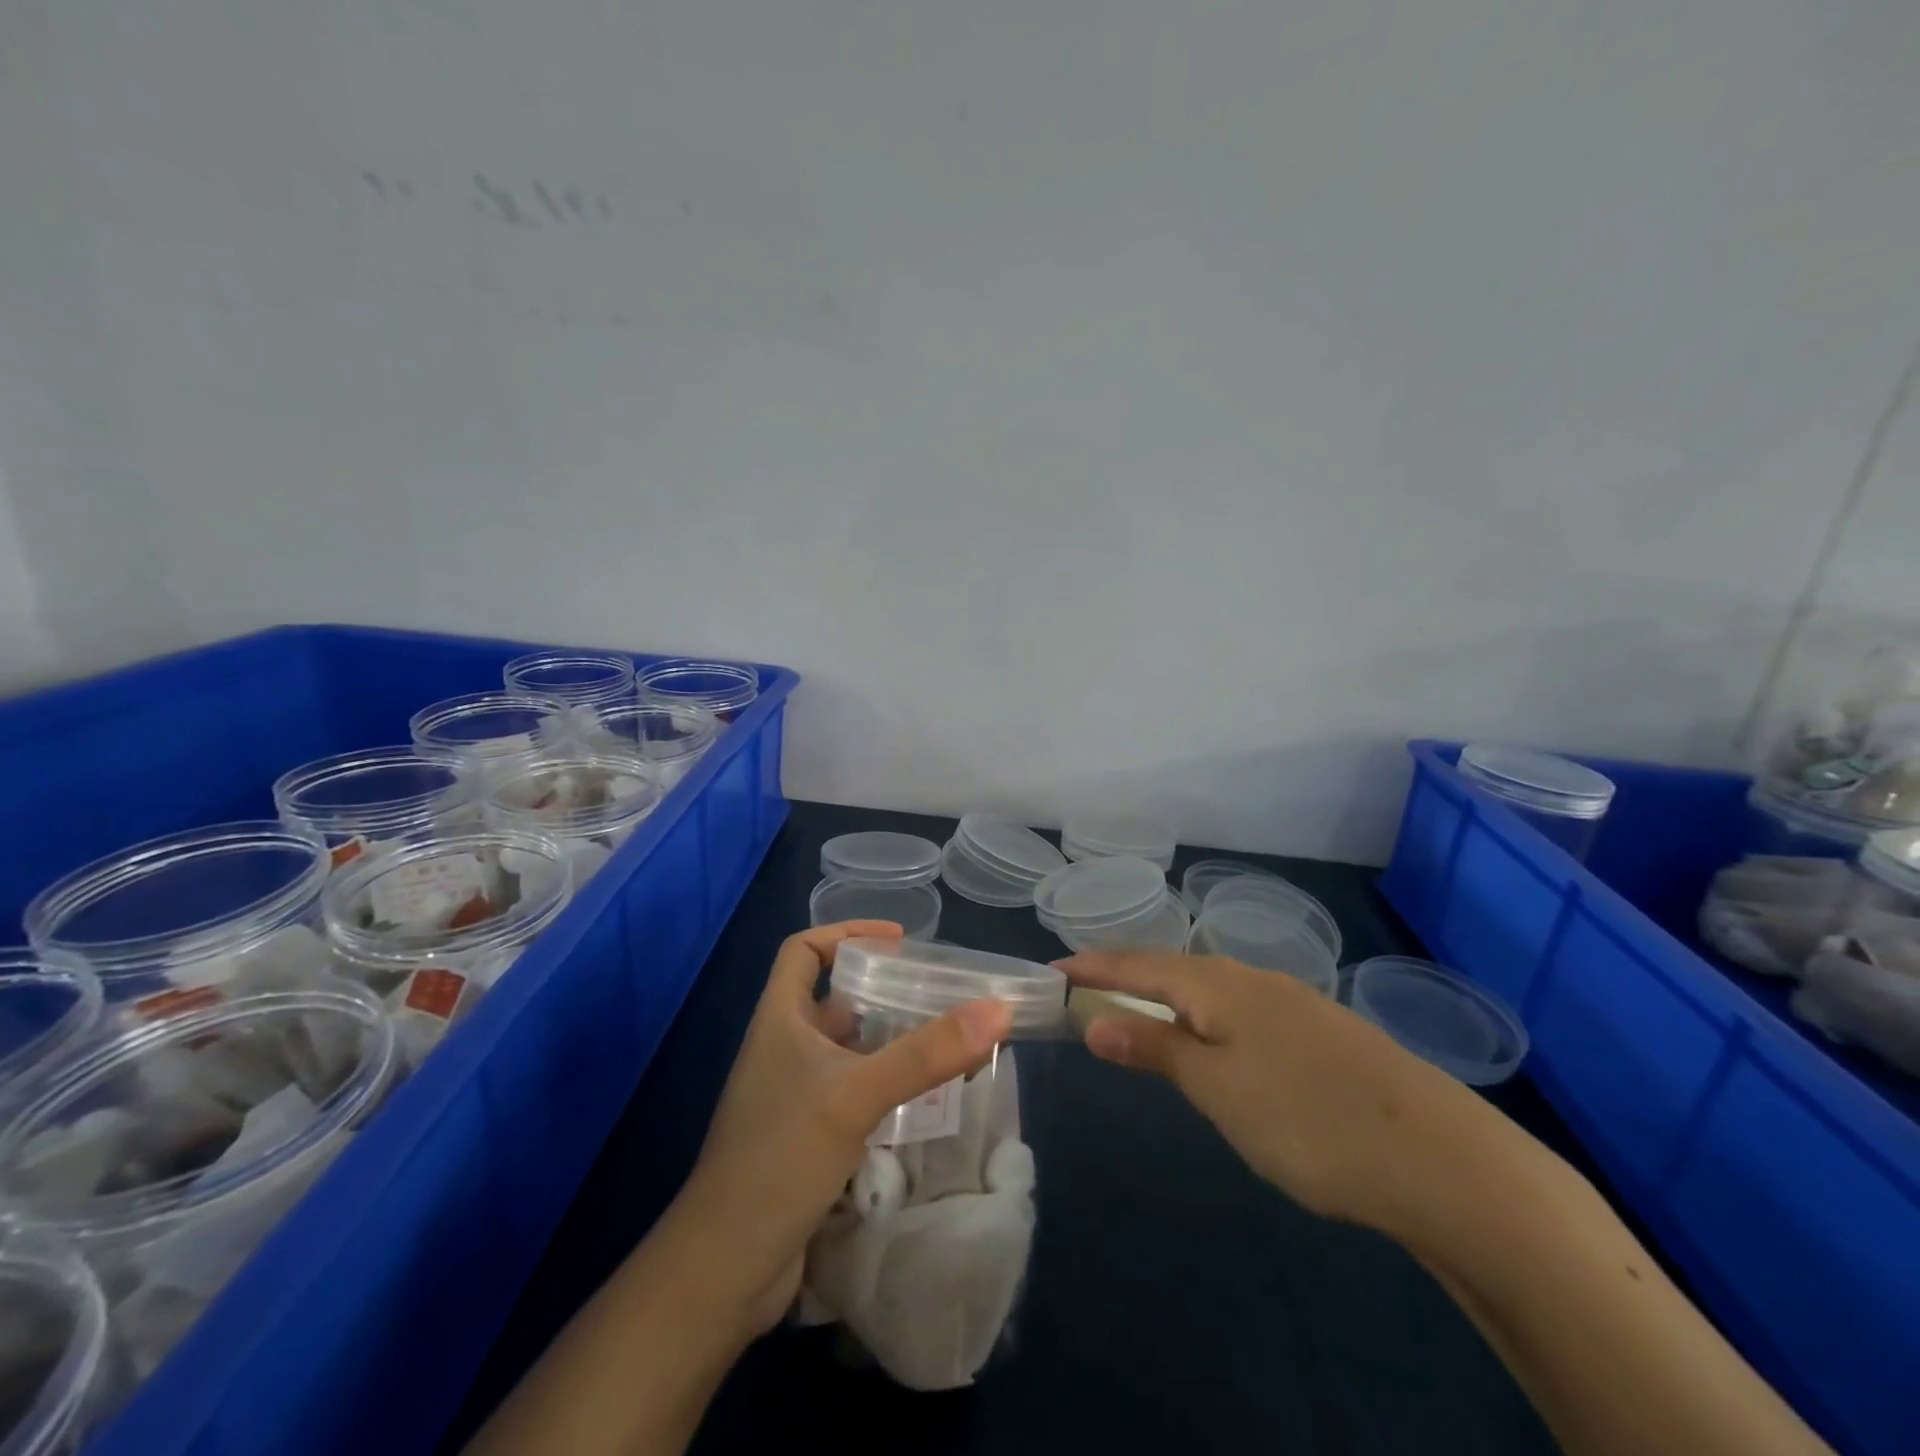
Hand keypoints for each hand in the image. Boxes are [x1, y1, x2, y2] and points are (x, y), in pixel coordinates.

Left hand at [675, 922, 1012, 1334]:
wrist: (726, 1268)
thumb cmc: (781, 1157)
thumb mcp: (857, 1094)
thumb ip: (927, 1053)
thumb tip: (998, 1008)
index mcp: (779, 1020)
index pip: (803, 950)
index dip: (846, 933)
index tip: (898, 940)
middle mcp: (783, 1049)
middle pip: (832, 998)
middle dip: (882, 989)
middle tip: (937, 990)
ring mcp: (793, 1096)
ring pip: (847, 1048)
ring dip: (889, 1039)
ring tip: (943, 1036)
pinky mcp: (807, 1137)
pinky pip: (852, 1091)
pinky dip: (885, 1084)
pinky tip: (922, 1096)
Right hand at [1062, 950, 1493, 1230]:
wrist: (1441, 1159)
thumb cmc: (1307, 1120)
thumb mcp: (1216, 1089)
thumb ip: (1154, 1050)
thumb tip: (1092, 1020)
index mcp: (1219, 986)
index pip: (1138, 966)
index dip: (1094, 967)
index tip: (1054, 968)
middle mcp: (1252, 979)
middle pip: (1173, 969)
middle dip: (1126, 976)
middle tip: (1087, 986)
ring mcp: (1293, 1003)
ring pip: (1211, 988)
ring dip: (1168, 995)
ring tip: (1140, 1009)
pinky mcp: (1320, 1032)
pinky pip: (1241, 1008)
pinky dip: (1207, 1015)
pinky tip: (1217, 1039)